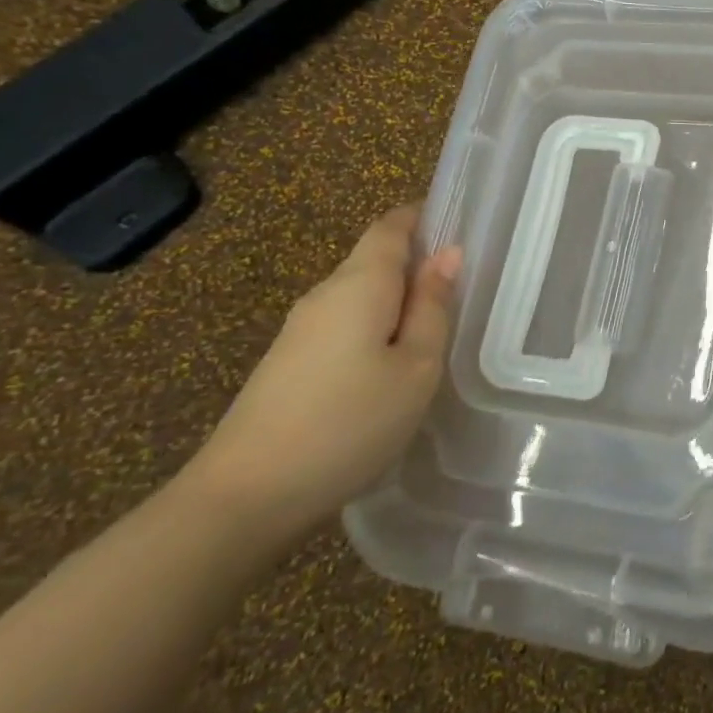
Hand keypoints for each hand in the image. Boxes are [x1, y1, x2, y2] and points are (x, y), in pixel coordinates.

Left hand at [184, 204, 461, 544]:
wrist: (244, 497)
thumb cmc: (349, 422)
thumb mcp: (415, 367)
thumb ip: (433, 307)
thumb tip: (448, 255)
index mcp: (359, 284)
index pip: (391, 225)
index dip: (425, 216)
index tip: (463, 226)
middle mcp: (325, 295)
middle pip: (376, 259)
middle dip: (420, 264)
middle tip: (468, 291)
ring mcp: (301, 331)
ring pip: (362, 297)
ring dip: (401, 302)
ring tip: (440, 332)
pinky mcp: (290, 363)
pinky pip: (346, 326)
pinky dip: (378, 329)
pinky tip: (395, 367)